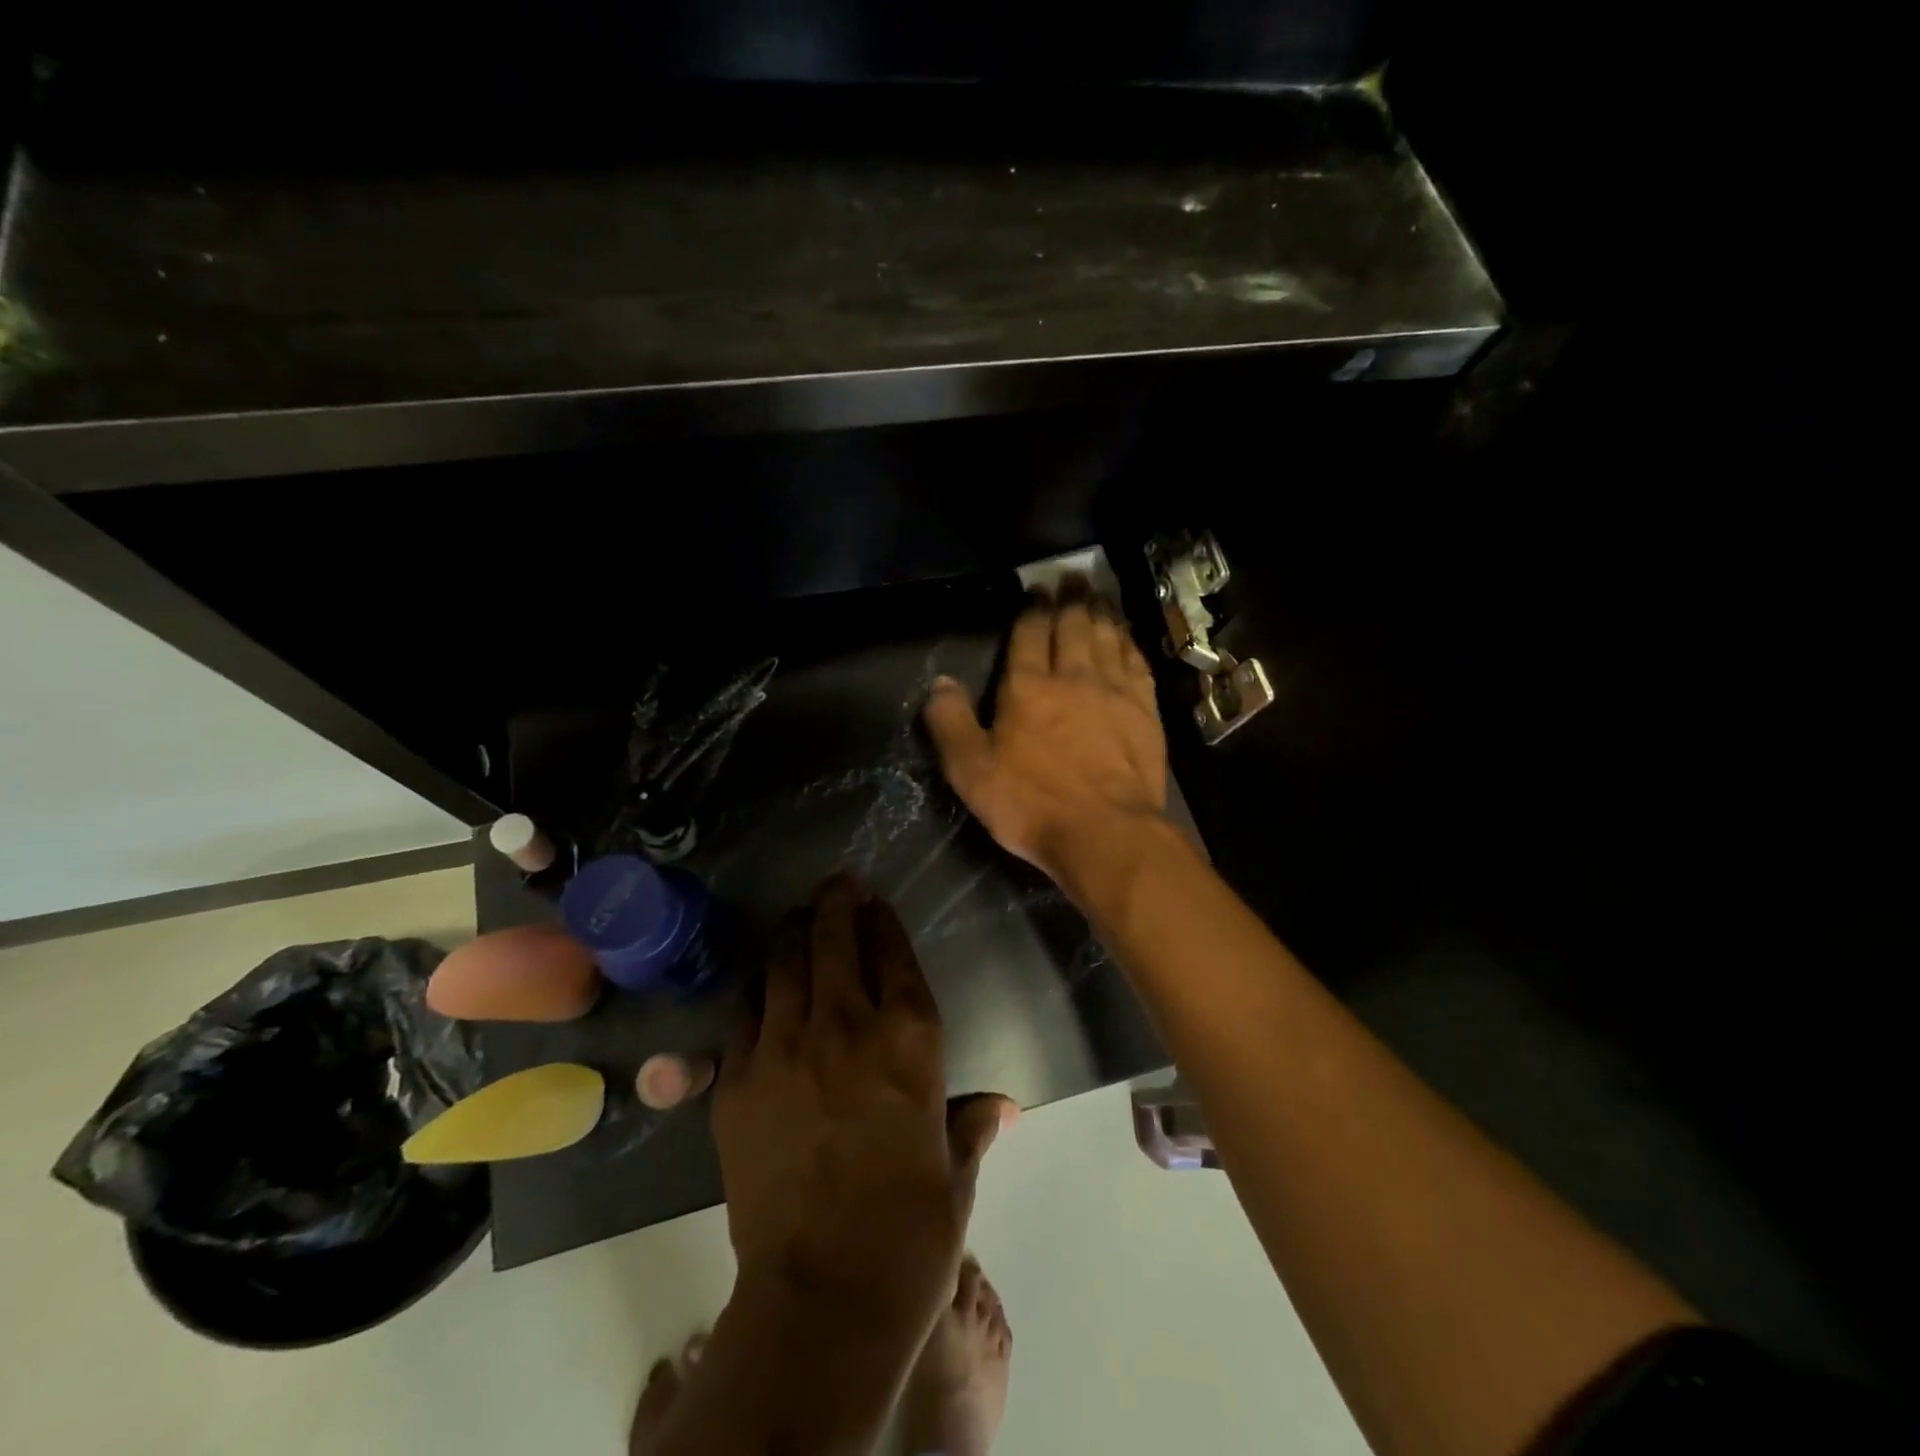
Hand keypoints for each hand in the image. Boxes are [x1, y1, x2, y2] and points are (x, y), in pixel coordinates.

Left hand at [714, 874, 1012, 1332]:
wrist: (822, 1298)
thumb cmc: (910, 1233)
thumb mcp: (954, 1174)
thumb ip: (971, 1124)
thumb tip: (1003, 1109)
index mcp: (909, 1039)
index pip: (894, 954)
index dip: (884, 921)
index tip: (876, 902)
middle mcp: (846, 1025)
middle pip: (835, 939)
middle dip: (836, 902)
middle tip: (837, 884)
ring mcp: (784, 1047)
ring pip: (783, 962)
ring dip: (793, 931)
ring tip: (798, 916)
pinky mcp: (736, 1080)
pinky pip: (744, 1014)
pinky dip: (757, 991)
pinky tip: (762, 986)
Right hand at [924, 585, 1168, 892]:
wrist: (1105, 832)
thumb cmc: (1031, 804)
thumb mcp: (970, 770)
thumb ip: (950, 723)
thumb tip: (939, 683)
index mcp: (1028, 687)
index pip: (1030, 633)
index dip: (1032, 608)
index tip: (1036, 590)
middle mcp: (1074, 677)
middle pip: (1073, 625)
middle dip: (1070, 598)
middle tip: (1072, 578)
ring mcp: (1115, 692)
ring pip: (1108, 637)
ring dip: (1101, 611)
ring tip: (1098, 593)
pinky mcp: (1145, 712)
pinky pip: (1137, 663)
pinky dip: (1129, 642)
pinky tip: (1126, 636)